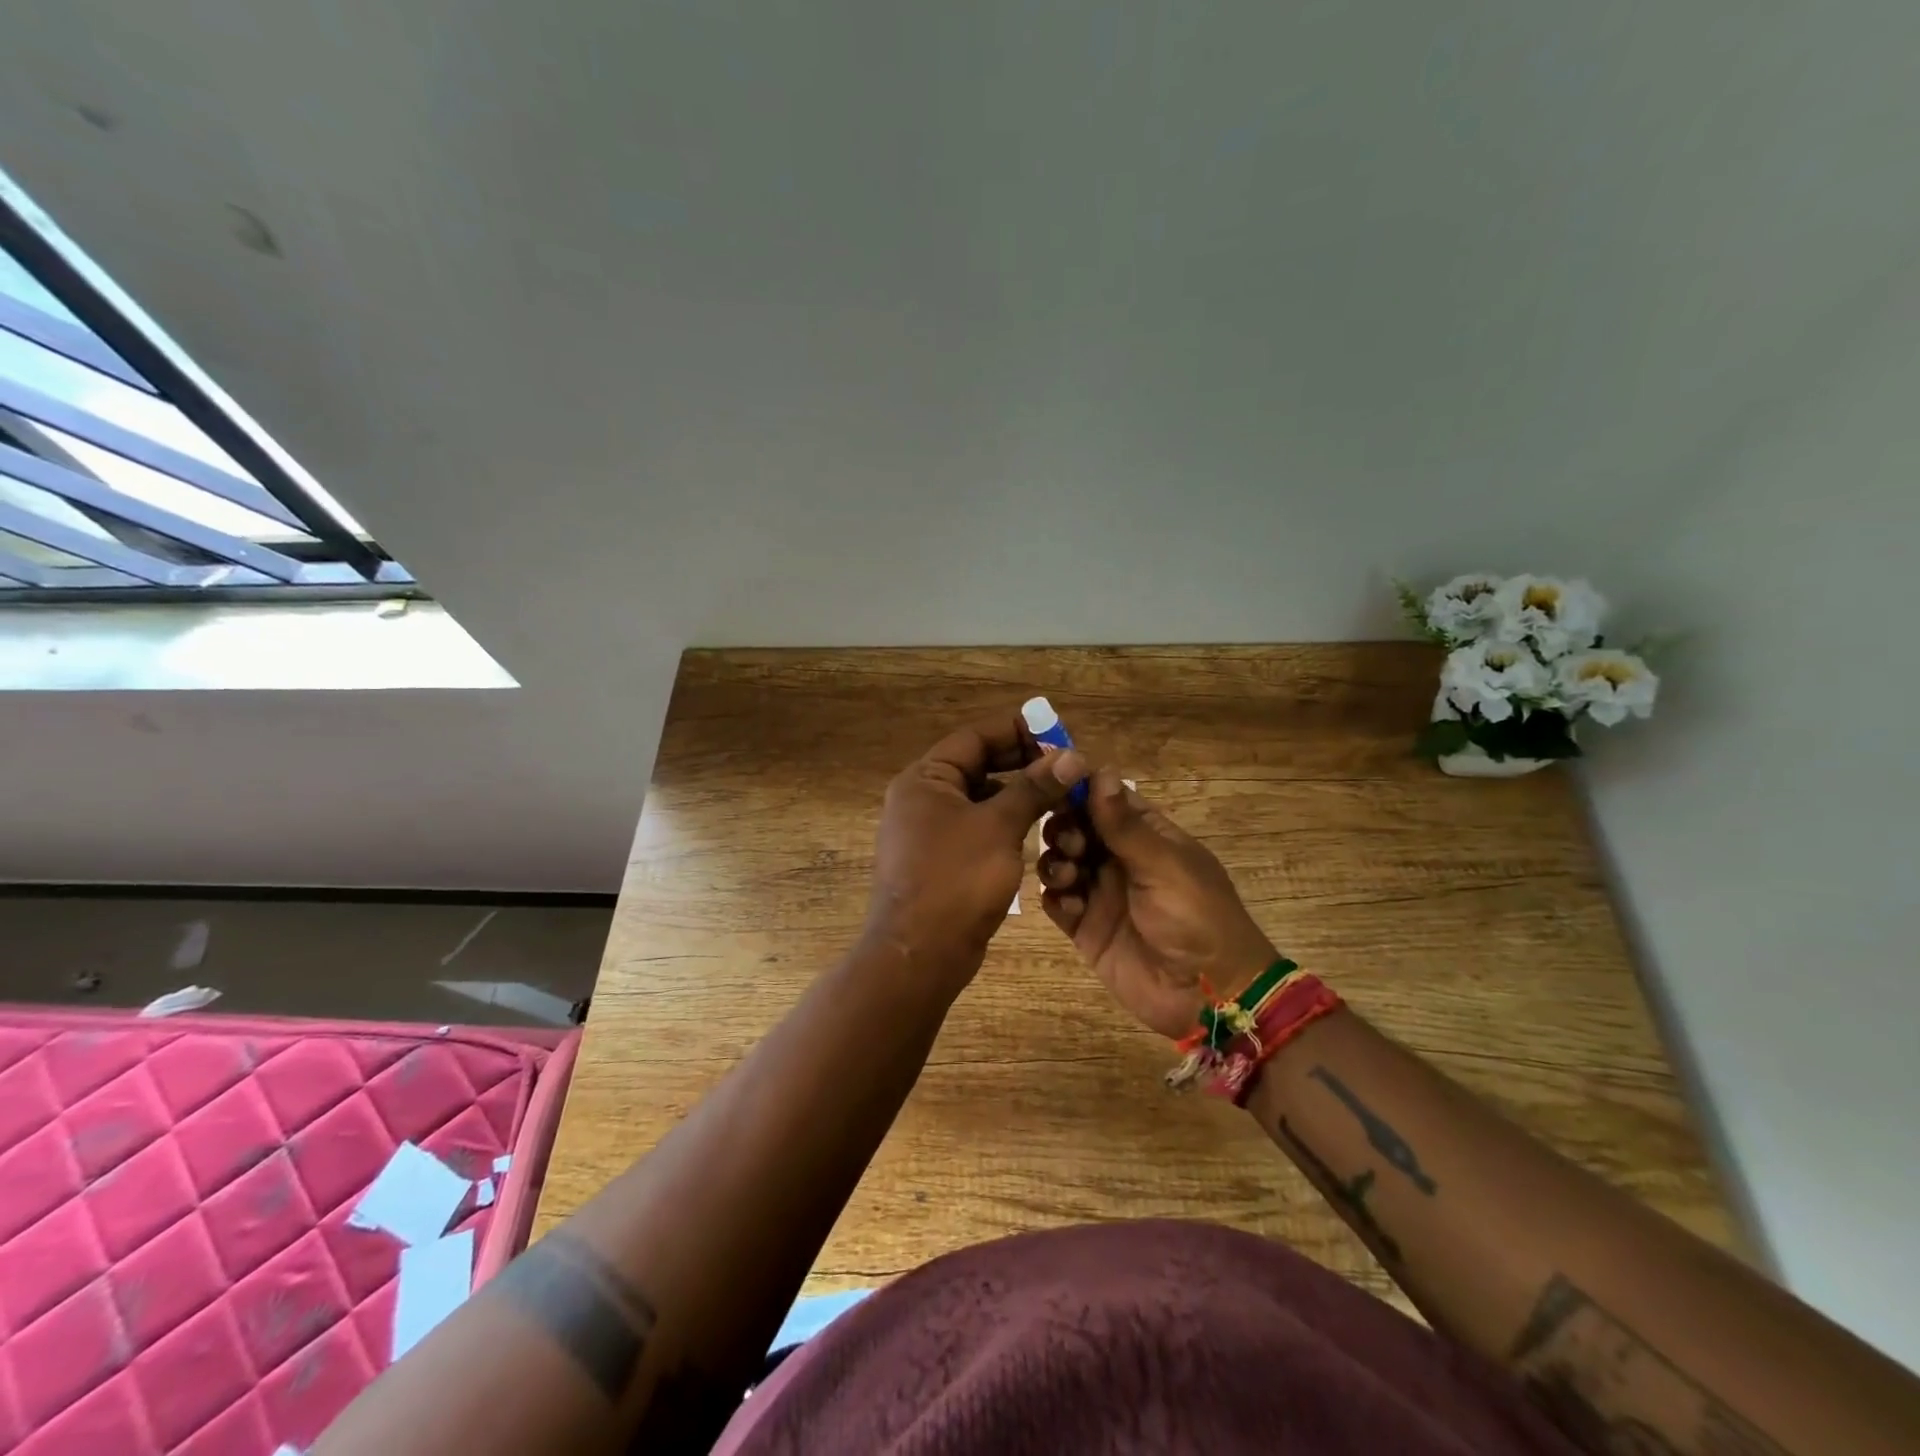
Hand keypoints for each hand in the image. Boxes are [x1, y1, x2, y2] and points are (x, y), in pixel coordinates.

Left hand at [867, 712, 1087, 988]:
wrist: (920, 955)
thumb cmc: (955, 880)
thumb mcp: (999, 827)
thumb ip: (1034, 788)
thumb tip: (1071, 756)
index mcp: (925, 778)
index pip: (975, 737)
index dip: (1018, 730)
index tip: (1059, 734)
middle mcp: (923, 797)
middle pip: (978, 765)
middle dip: (1022, 763)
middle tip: (1066, 766)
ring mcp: (930, 830)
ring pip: (981, 797)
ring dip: (1019, 793)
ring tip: (1060, 794)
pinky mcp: (942, 859)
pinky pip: (978, 827)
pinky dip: (1006, 822)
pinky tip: (1038, 828)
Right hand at [1038, 771, 1277, 1037]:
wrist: (1207, 996)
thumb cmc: (1196, 918)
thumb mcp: (1164, 865)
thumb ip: (1125, 825)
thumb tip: (1100, 772)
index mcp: (1148, 836)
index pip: (1106, 799)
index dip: (1080, 789)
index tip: (1052, 782)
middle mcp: (1121, 859)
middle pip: (1077, 827)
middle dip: (1064, 827)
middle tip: (1071, 844)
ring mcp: (1101, 894)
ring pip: (1062, 861)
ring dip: (1056, 861)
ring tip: (1069, 876)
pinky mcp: (1086, 927)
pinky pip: (1058, 902)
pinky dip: (1056, 897)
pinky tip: (1069, 905)